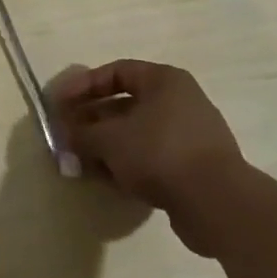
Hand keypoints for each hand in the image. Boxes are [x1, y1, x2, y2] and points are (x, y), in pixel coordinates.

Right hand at [49, 59, 250, 255]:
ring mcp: (190, 136)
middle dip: (92, 119)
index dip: (82, 85)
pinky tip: (107, 178)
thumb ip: (81, 134)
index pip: (115, 72)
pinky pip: (152, 157)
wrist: (218, 204)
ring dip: (106, 145)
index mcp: (164, 81)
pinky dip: (128, 164)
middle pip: (124, 104)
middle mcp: (180, 102)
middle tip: (67, 133)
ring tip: (81, 160)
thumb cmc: (159, 152)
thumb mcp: (109, 139)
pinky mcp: (194, 168)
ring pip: (136, 133)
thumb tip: (65, 136)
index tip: (59, 103)